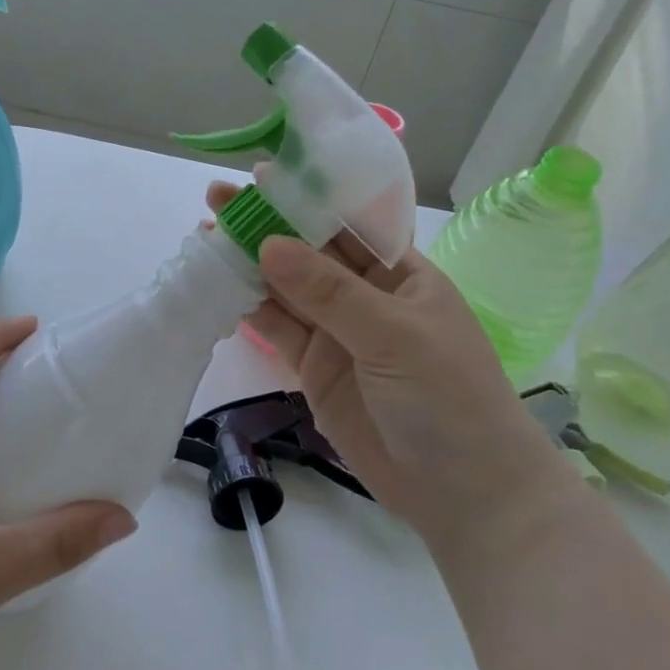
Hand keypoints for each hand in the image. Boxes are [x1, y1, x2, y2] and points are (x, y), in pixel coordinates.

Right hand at [206, 181, 571, 546]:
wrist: (464, 494)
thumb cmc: (449, 398)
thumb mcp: (395, 336)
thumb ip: (330, 292)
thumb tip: (268, 244)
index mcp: (399, 273)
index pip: (347, 224)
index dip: (305, 199)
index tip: (261, 176)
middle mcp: (366, 296)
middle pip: (308, 253)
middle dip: (266, 226)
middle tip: (216, 201)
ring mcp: (338, 333)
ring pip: (286, 289)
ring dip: (248, 264)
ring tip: (205, 236)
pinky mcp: (315, 368)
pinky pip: (277, 329)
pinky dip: (247, 309)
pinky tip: (217, 286)